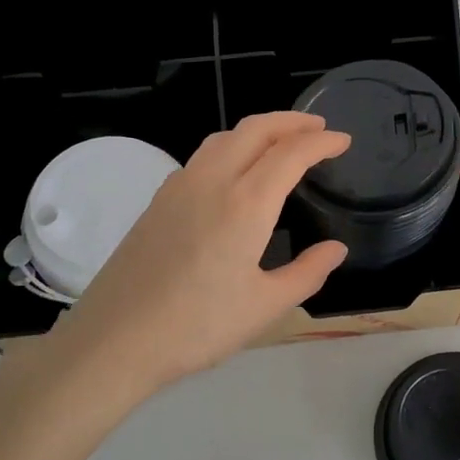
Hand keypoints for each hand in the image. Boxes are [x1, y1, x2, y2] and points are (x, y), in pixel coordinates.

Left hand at [50, 113, 350, 398]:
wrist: (115, 338)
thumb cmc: (197, 327)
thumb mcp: (265, 307)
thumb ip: (307, 273)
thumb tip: (336, 249)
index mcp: (245, 204)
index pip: (290, 153)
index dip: (321, 142)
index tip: (343, 140)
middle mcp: (211, 181)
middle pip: (255, 129)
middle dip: (291, 121)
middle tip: (319, 128)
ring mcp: (179, 187)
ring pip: (224, 137)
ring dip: (258, 130)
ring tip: (281, 142)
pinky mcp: (158, 200)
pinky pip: (202, 157)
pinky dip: (231, 148)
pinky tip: (235, 173)